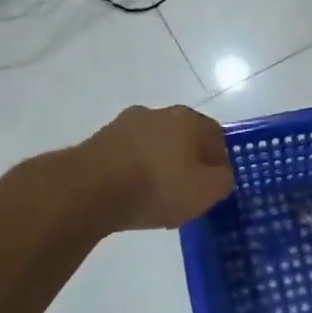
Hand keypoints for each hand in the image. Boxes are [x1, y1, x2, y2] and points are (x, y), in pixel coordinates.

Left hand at [80, 105, 234, 230]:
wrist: (88, 190)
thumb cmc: (158, 186)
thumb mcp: (207, 191)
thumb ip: (223, 180)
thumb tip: (220, 174)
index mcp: (189, 119)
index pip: (216, 136)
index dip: (220, 161)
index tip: (215, 185)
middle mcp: (157, 113)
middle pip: (183, 138)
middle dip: (188, 162)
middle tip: (188, 192)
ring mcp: (124, 125)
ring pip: (154, 147)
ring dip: (159, 167)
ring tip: (157, 199)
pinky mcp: (98, 142)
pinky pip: (128, 158)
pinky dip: (134, 173)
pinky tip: (132, 197)